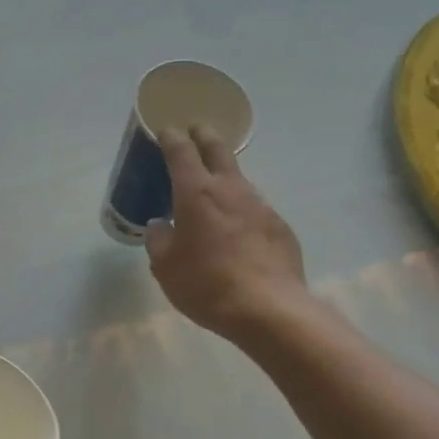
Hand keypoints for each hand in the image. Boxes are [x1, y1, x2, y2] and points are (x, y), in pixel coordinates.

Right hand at [145, 125, 307, 341]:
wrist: (267, 308)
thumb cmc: (205, 284)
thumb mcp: (166, 267)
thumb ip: (159, 241)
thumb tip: (159, 226)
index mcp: (196, 193)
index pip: (181, 152)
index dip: (171, 138)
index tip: (166, 130)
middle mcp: (230, 190)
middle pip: (218, 150)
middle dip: (205, 136)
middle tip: (196, 130)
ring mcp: (260, 206)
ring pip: (239, 179)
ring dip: (225, 175)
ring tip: (213, 186)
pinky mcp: (279, 226)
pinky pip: (254, 208)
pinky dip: (241, 209)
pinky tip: (236, 229)